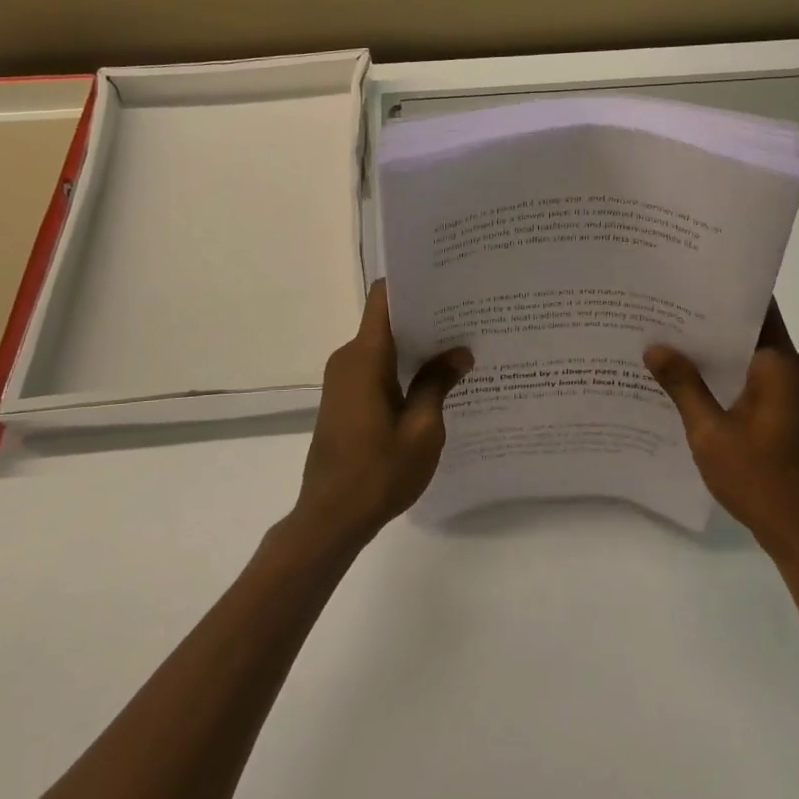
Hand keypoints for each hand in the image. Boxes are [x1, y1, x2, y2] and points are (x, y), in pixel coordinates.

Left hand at [293, 281, 472, 547]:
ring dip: (415, 345)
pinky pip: (374, 367)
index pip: (383, 298)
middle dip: (424, 316)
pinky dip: (401, 367)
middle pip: (386, 319)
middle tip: (468, 316)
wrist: (330, 518)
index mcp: (365, 357)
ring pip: (382, 345)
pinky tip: (433, 379)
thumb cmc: (379, 472)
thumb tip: (460, 352)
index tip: (446, 281)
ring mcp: (342, 379)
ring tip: (459, 346)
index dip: (412, 283)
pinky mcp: (343, 398)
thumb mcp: (422, 429)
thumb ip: (438, 383)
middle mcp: (348, 358)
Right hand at [644, 301, 798, 563]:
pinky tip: (700, 384)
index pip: (756, 311)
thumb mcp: (709, 433)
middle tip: (667, 314)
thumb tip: (655, 346)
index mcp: (782, 367)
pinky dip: (735, 376)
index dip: (722, 295)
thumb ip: (683, 385)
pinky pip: (764, 380)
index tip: (687, 284)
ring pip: (758, 358)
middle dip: (713, 324)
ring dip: (723, 353)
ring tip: (675, 345)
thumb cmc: (759, 480)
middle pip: (755, 332)